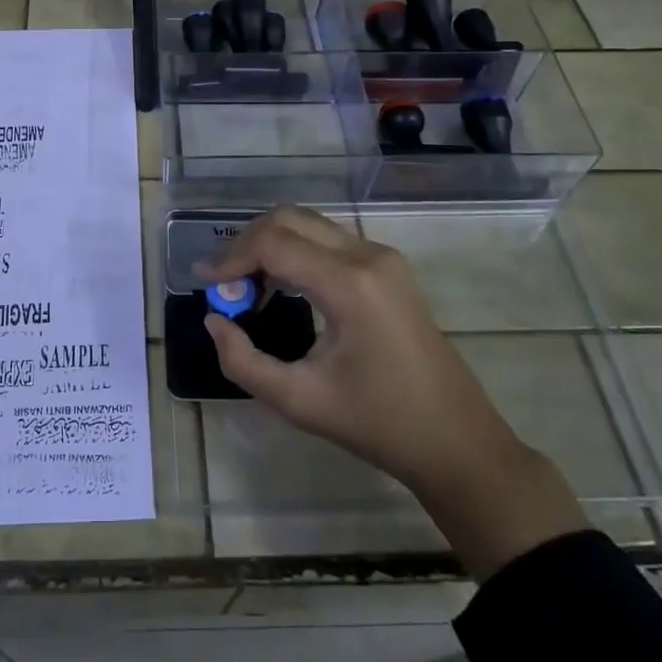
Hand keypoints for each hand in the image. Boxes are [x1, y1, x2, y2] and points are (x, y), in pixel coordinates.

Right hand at [197, 206, 586, 577]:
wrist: (457, 442)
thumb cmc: (378, 424)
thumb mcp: (299, 401)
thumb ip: (243, 361)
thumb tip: (214, 321)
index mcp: (350, 284)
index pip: (274, 242)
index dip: (231, 257)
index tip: (204, 282)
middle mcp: (368, 255)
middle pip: (289, 219)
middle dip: (247, 243)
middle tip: (224, 282)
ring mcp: (383, 257)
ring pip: (309, 224)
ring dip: (271, 244)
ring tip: (247, 287)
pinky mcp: (388, 268)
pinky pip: (328, 240)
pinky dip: (295, 251)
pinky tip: (282, 287)